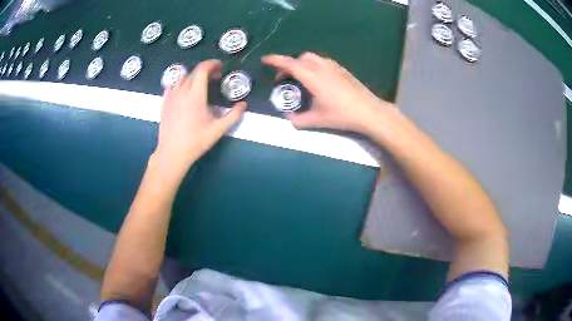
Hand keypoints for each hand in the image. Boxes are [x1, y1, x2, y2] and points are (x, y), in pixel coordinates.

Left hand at [153, 60, 246, 171]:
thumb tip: (243, 104)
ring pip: (181, 77)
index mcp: (196, 94)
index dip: (212, 64)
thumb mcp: (218, 129)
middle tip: (214, 76)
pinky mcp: (164, 103)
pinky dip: (180, 83)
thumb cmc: (196, 141)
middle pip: (193, 71)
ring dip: (192, 75)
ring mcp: (171, 96)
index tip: (220, 67)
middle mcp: (182, 90)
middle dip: (205, 69)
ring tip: (199, 83)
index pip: (203, 69)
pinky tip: (184, 92)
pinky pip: (171, 85)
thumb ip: (233, 115)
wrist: (173, 153)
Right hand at [262, 52, 395, 135]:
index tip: (265, 60)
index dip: (275, 60)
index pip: (290, 64)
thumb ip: (299, 120)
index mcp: (313, 77)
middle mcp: (322, 67)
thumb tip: (290, 118)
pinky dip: (313, 65)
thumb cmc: (342, 115)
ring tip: (299, 78)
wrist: (368, 111)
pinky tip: (316, 79)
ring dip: (301, 64)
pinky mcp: (342, 70)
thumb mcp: (317, 120)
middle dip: (288, 65)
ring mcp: (333, 67)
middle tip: (283, 79)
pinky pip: (322, 61)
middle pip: (300, 59)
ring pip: (312, 58)